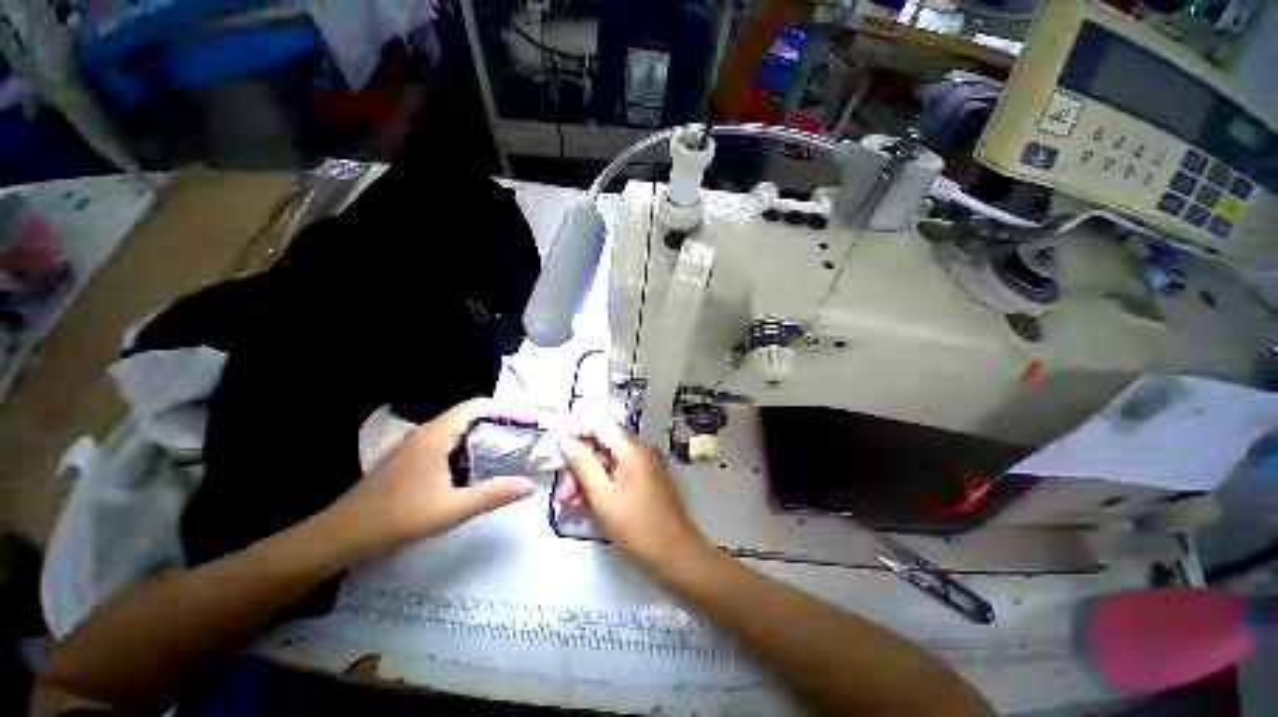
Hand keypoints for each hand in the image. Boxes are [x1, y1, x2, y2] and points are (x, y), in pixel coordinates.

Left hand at [330, 399, 535, 553]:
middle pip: (471, 412)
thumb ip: (493, 494)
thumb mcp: (452, 509)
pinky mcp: (414, 455)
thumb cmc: (399, 518)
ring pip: (460, 425)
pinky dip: (473, 441)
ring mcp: (418, 442)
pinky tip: (480, 460)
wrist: (344, 533)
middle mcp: (428, 431)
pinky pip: (450, 437)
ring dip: (487, 428)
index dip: (507, 409)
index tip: (531, 420)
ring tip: (511, 442)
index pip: (478, 406)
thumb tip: (530, 485)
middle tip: (527, 431)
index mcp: (437, 435)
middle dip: (502, 417)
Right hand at [557, 424, 707, 570]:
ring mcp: (645, 466)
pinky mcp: (646, 481)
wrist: (676, 553)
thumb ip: (582, 464)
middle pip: (603, 446)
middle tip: (563, 491)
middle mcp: (640, 450)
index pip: (600, 425)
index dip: (576, 432)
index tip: (555, 447)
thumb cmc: (636, 523)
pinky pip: (619, 475)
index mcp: (632, 448)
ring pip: (609, 463)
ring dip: (587, 478)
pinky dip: (602, 486)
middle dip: (580, 465)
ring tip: (570, 504)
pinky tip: (586, 506)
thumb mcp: (602, 494)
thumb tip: (564, 440)